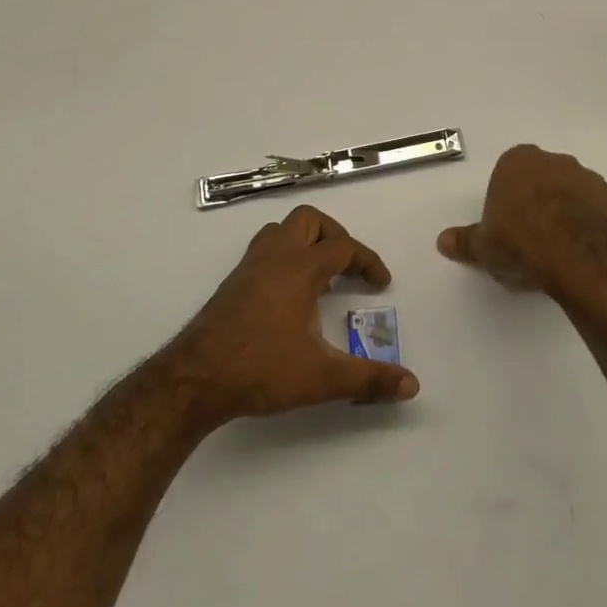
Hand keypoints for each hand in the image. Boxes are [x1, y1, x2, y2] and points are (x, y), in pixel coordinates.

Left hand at [163, 205, 418, 426]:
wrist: (194, 379)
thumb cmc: (261, 370)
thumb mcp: (322, 378)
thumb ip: (369, 380)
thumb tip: (412, 385)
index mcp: (299, 269)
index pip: (342, 247)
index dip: (367, 261)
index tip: (380, 283)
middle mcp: (274, 258)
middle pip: (308, 221)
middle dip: (335, 236)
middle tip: (348, 267)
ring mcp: (248, 268)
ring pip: (280, 231)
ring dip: (305, 242)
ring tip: (321, 275)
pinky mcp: (232, 284)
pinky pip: (264, 251)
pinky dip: (284, 257)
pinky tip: (289, 294)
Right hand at [437, 144, 606, 292]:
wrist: (574, 255)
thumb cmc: (519, 241)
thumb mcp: (483, 246)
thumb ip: (465, 241)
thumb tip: (443, 242)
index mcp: (519, 162)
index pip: (510, 172)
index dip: (508, 200)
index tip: (506, 227)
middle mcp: (558, 162)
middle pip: (546, 179)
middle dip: (541, 203)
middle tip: (531, 240)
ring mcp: (593, 181)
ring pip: (579, 195)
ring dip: (572, 215)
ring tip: (561, 252)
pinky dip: (600, 230)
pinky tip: (590, 256)